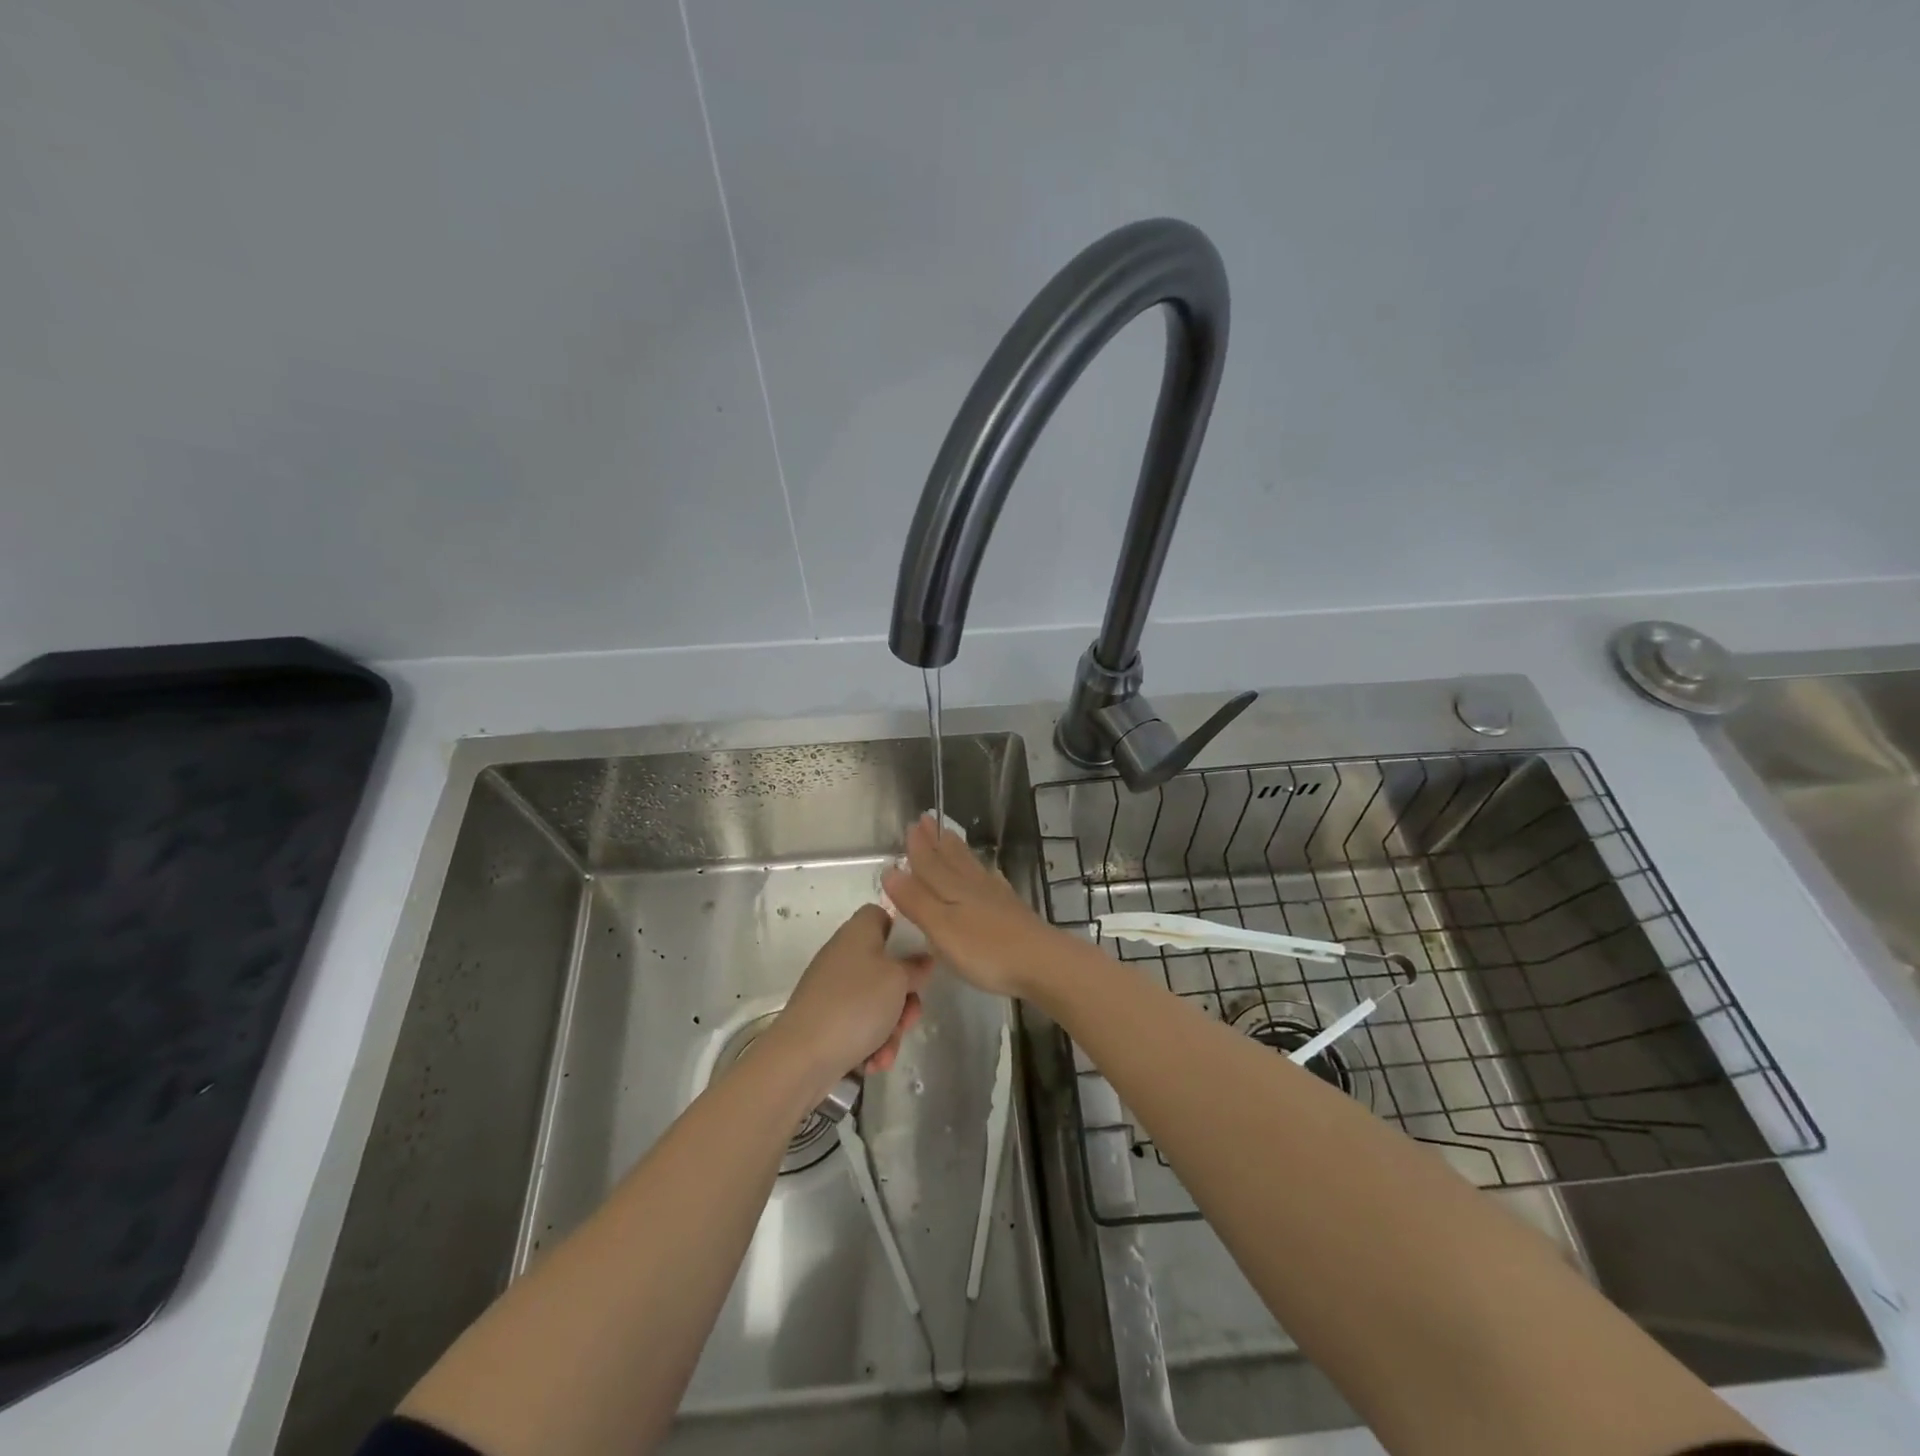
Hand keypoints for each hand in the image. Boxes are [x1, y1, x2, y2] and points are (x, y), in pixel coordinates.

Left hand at [769, 904, 931, 1087]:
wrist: (802, 1056)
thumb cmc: (856, 1004)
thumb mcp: (898, 980)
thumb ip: (916, 967)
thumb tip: (922, 959)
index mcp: (858, 932)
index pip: (881, 916)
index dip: (903, 934)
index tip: (917, 960)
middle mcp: (843, 955)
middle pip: (886, 965)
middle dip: (904, 997)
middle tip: (909, 1017)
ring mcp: (832, 988)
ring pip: (877, 1001)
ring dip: (890, 1027)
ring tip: (887, 1050)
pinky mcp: (826, 1018)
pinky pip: (859, 1024)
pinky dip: (870, 1042)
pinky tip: (873, 1062)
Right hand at [880, 813, 1066, 998]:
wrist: (1042, 962)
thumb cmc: (985, 950)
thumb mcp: (942, 928)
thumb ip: (916, 901)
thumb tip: (890, 870)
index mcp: (952, 889)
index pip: (930, 863)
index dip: (918, 846)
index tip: (911, 824)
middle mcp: (973, 886)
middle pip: (951, 858)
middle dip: (936, 841)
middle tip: (927, 819)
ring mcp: (996, 896)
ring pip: (970, 866)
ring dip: (956, 851)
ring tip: (948, 836)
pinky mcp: (1012, 910)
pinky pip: (989, 880)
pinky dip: (981, 871)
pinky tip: (985, 873)